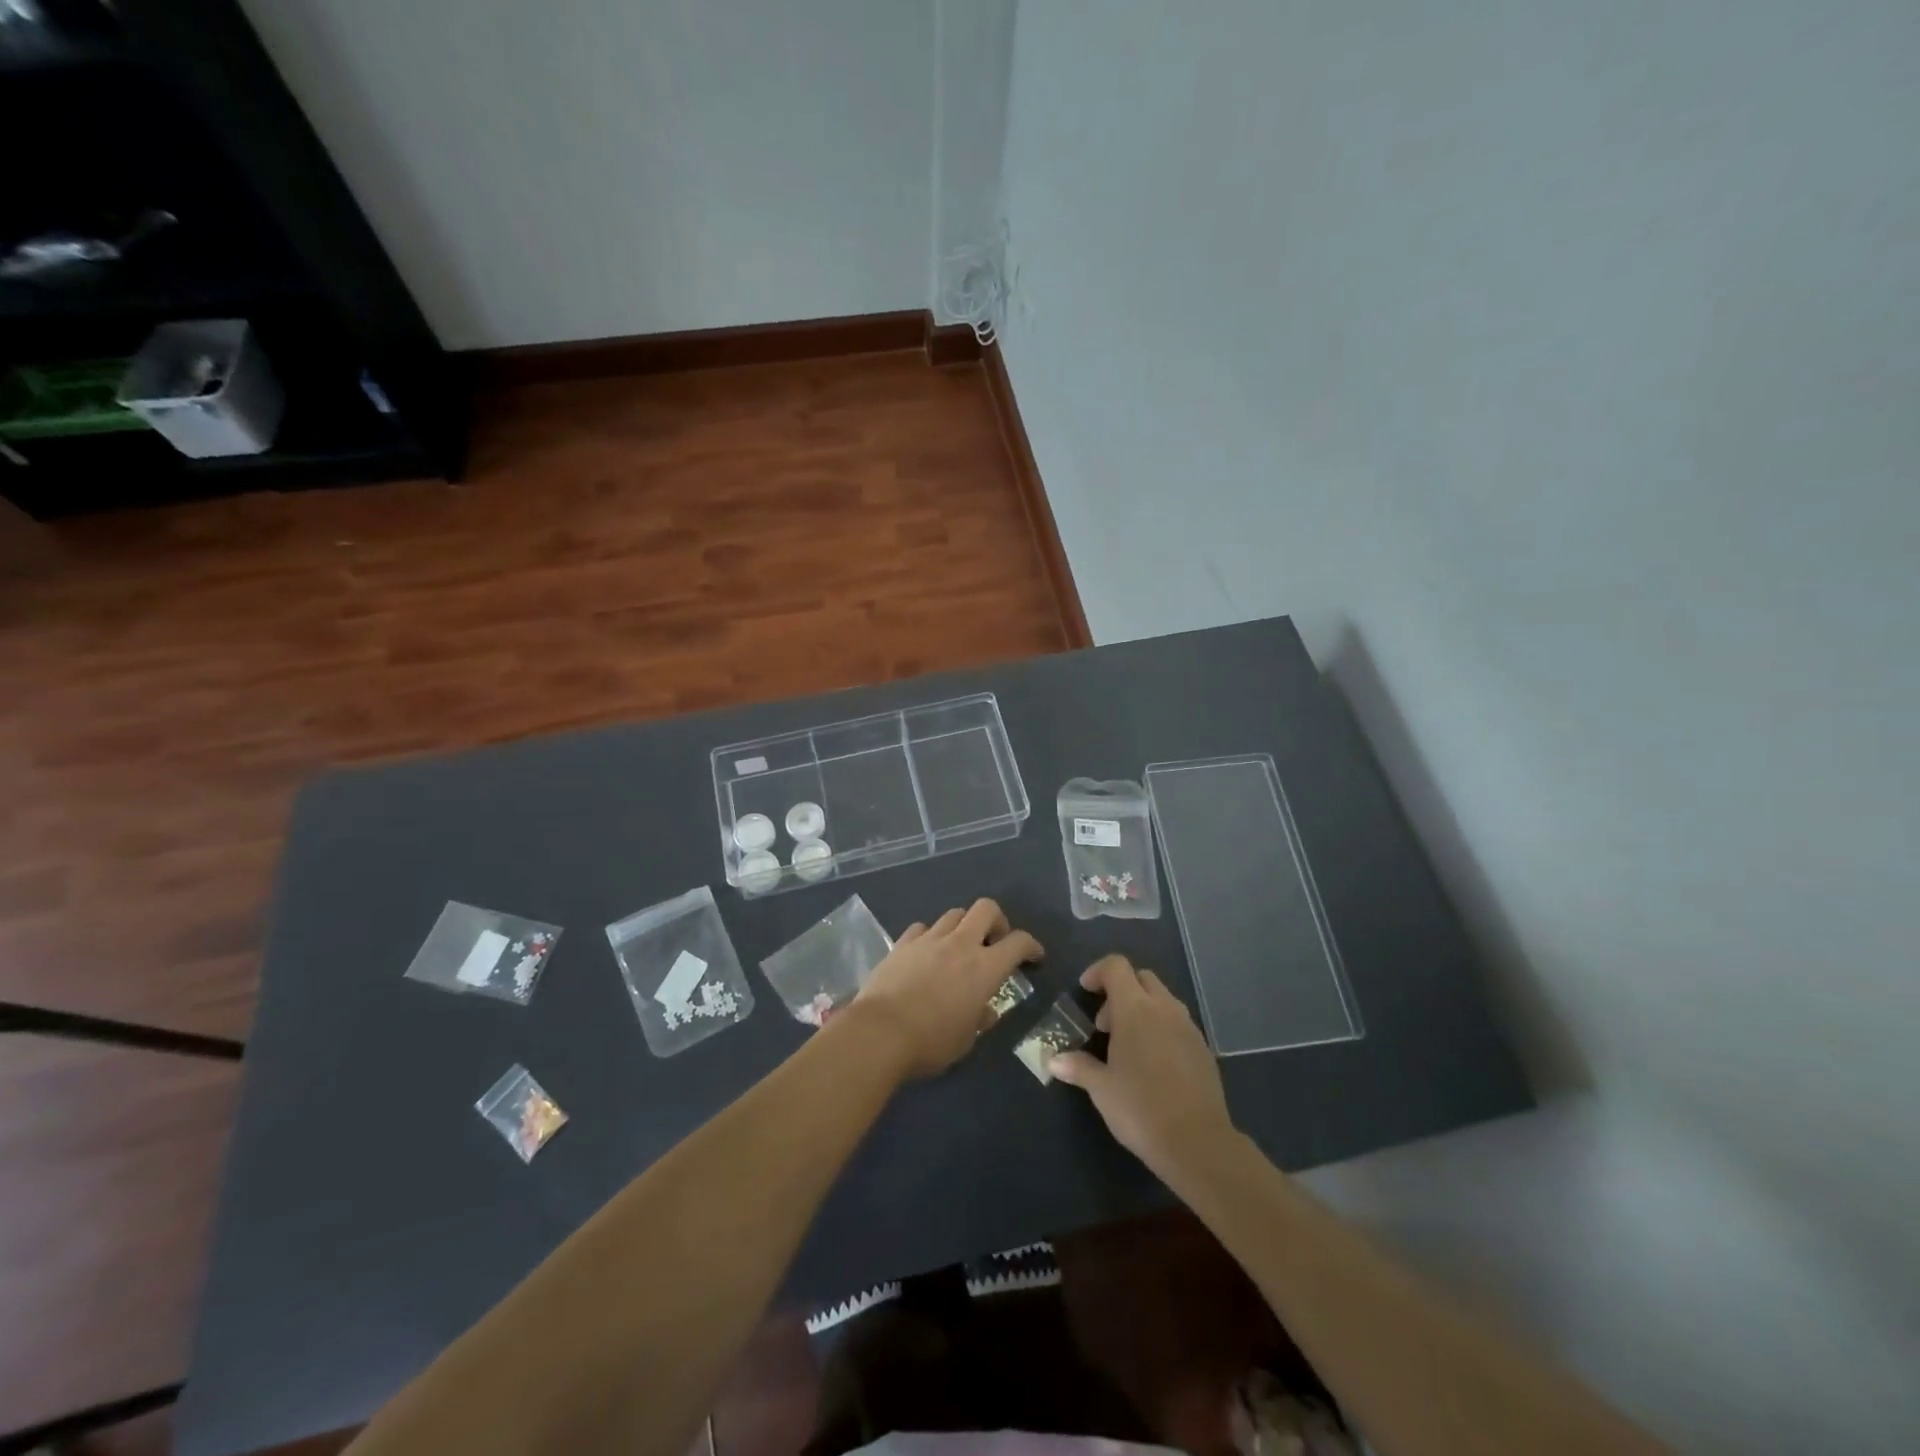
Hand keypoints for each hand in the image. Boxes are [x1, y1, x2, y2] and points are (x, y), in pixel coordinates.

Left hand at [849, 899, 1042, 1077]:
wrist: (880, 1032)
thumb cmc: (931, 1042)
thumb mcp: (965, 1040)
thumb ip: (979, 1019)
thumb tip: (984, 1011)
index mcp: (985, 968)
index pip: (1018, 942)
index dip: (1031, 946)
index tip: (1034, 957)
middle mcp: (960, 944)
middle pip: (986, 908)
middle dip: (996, 921)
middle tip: (994, 943)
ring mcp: (929, 939)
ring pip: (954, 914)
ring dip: (962, 926)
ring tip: (958, 948)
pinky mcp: (902, 943)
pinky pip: (922, 928)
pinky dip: (929, 936)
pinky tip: (925, 953)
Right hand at [1050, 955, 1235, 1182]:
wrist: (1197, 1142)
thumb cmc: (1140, 1108)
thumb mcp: (1101, 1088)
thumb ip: (1077, 1067)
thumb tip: (1053, 1059)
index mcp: (1135, 1009)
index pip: (1116, 966)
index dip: (1097, 972)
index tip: (1086, 992)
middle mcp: (1164, 1008)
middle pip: (1141, 978)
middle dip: (1120, 991)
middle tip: (1105, 1025)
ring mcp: (1188, 1027)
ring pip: (1162, 1000)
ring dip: (1142, 1010)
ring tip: (1128, 1046)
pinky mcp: (1204, 1048)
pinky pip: (1178, 1023)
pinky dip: (1161, 1029)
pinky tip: (1153, 1064)